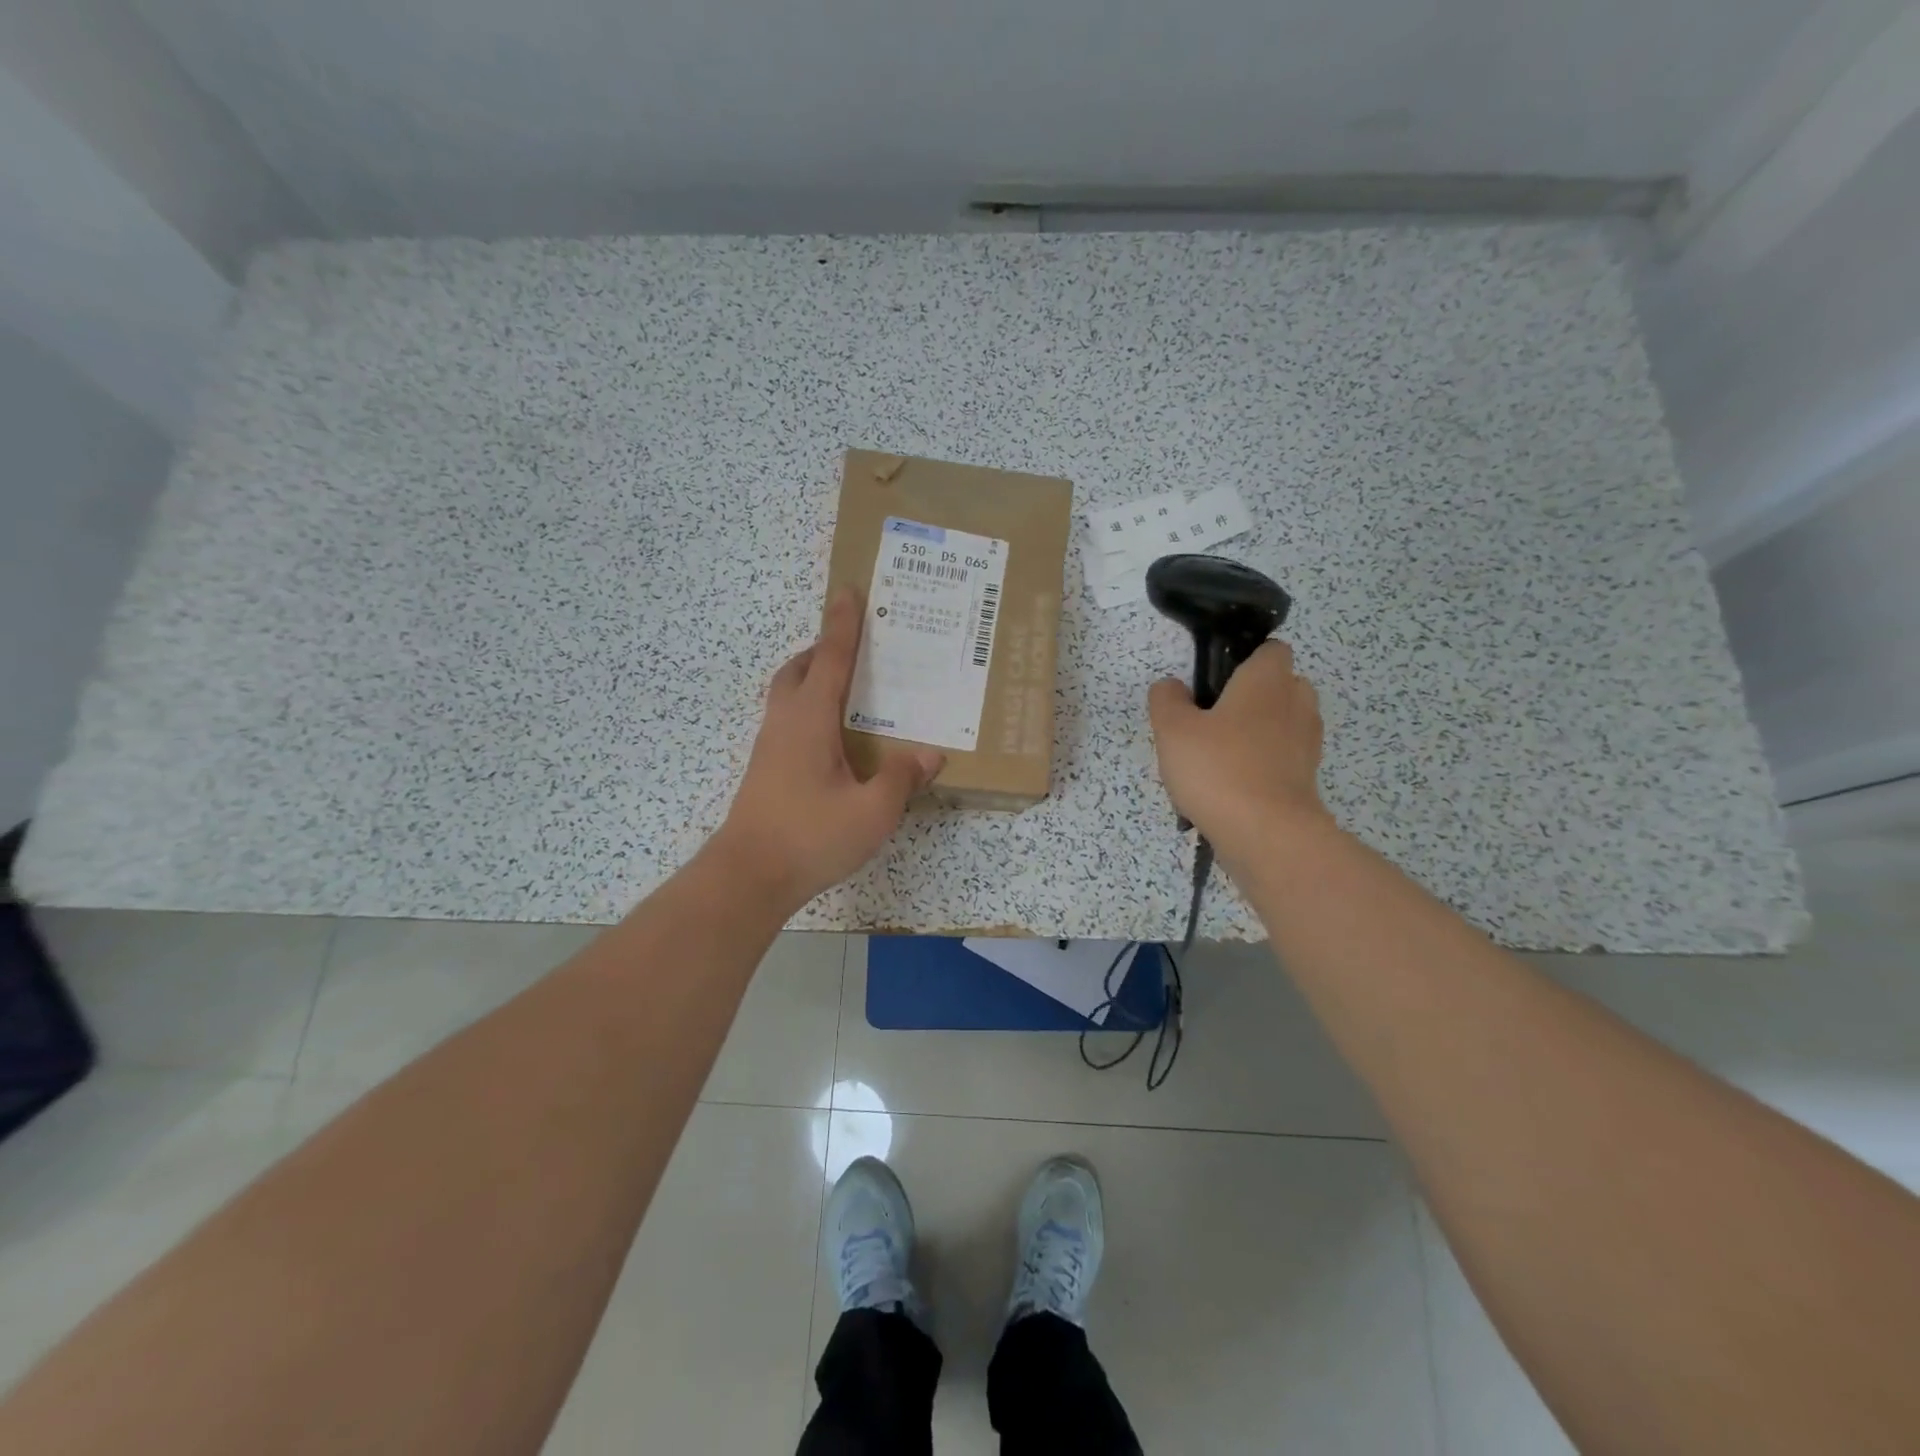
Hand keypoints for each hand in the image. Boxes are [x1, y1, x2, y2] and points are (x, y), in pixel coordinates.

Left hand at [712, 589, 943, 910]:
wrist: (747, 877)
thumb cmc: (810, 837)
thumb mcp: (871, 811)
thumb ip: (901, 777)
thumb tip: (930, 754)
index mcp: (810, 719)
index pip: (830, 658)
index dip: (842, 624)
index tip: (848, 591)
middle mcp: (785, 723)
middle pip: (797, 670)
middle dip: (821, 649)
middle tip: (852, 648)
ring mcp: (770, 747)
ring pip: (788, 696)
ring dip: (812, 679)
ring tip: (849, 692)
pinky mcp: (766, 771)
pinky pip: (789, 722)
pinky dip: (810, 711)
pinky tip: (834, 741)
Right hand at [1147, 639, 1333, 859]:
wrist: (1266, 834)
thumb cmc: (1218, 768)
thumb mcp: (1172, 728)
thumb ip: (1166, 699)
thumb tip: (1172, 687)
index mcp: (1267, 680)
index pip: (1271, 649)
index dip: (1245, 659)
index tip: (1215, 681)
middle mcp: (1296, 703)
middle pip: (1280, 685)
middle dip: (1252, 697)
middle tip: (1212, 719)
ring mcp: (1307, 743)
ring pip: (1282, 724)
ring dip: (1258, 732)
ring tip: (1219, 757)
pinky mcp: (1307, 778)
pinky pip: (1283, 758)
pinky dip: (1263, 765)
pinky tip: (1230, 786)